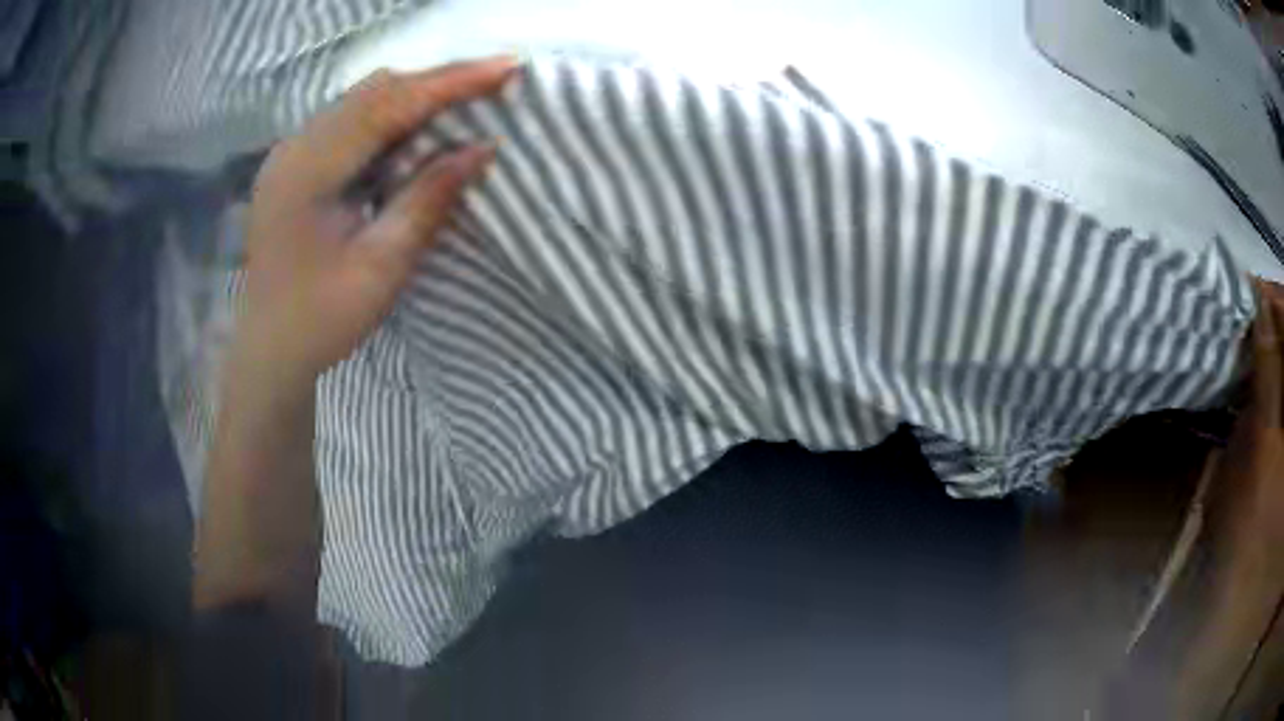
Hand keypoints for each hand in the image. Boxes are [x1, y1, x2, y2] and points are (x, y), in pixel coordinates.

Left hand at [236, 57, 517, 384]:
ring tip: (466, 102)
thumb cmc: (322, 320)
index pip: (386, 106)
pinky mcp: (296, 163)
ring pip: (363, 100)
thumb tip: (482, 147)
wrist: (269, 351)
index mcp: (307, 171)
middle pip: (374, 91)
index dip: (449, 83)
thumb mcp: (382, 266)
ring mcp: (291, 152)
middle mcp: (295, 147)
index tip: (506, 67)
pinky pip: (351, 121)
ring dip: (415, 97)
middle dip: (437, 82)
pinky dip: (391, 117)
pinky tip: (418, 130)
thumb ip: (429, 199)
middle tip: (495, 82)